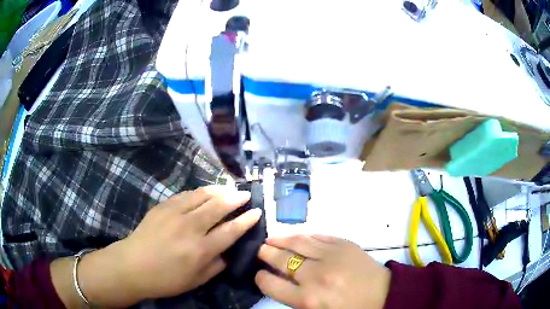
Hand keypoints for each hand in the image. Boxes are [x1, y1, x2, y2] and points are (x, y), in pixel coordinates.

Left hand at [84, 186, 260, 303]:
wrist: (132, 266)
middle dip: (236, 199)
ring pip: (202, 195)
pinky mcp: (162, 206)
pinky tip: (204, 192)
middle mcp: (190, 228)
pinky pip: (185, 194)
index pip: (231, 230)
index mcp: (201, 250)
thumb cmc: (166, 279)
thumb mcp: (196, 281)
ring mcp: (174, 214)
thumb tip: (228, 251)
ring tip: (229, 189)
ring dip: (219, 190)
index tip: (256, 212)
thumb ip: (216, 265)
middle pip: (219, 207)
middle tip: (245, 195)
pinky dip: (199, 192)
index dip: (246, 220)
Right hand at [255, 235, 390, 308]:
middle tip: (260, 250)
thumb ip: (295, 300)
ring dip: (280, 239)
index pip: (271, 284)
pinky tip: (297, 236)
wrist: (383, 294)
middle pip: (281, 259)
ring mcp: (331, 256)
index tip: (260, 274)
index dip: (261, 278)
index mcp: (308, 299)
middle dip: (266, 253)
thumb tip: (278, 282)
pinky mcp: (344, 243)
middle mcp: (315, 276)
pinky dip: (304, 236)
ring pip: (297, 242)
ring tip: (270, 238)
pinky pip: (318, 236)